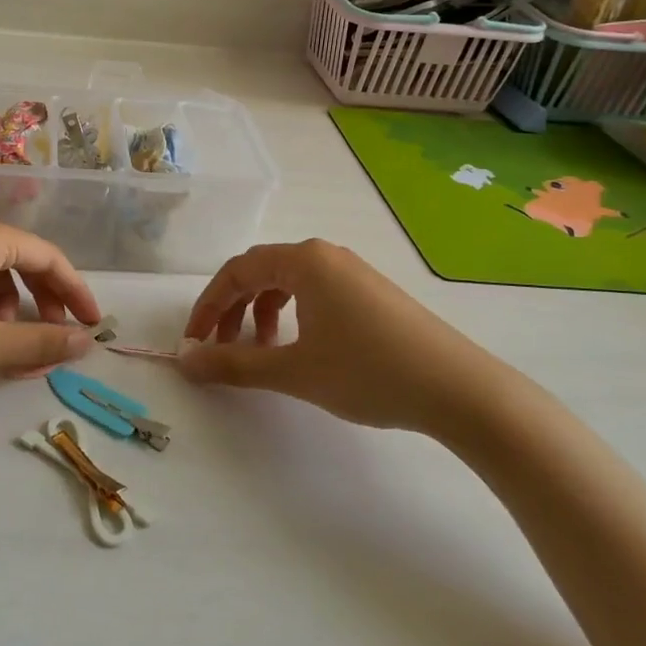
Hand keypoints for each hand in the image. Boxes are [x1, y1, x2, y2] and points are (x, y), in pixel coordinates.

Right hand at [179, 239, 520, 434]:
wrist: (459, 390)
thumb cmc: (369, 372)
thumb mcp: (294, 371)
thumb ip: (234, 364)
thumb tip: (185, 361)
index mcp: (303, 260)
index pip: (236, 271)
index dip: (208, 306)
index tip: (194, 342)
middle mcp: (325, 255)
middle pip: (260, 272)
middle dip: (232, 310)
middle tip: (218, 349)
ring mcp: (351, 271)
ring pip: (287, 283)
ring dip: (261, 314)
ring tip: (259, 352)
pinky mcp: (370, 292)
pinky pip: (314, 292)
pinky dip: (291, 316)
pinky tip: (297, 347)